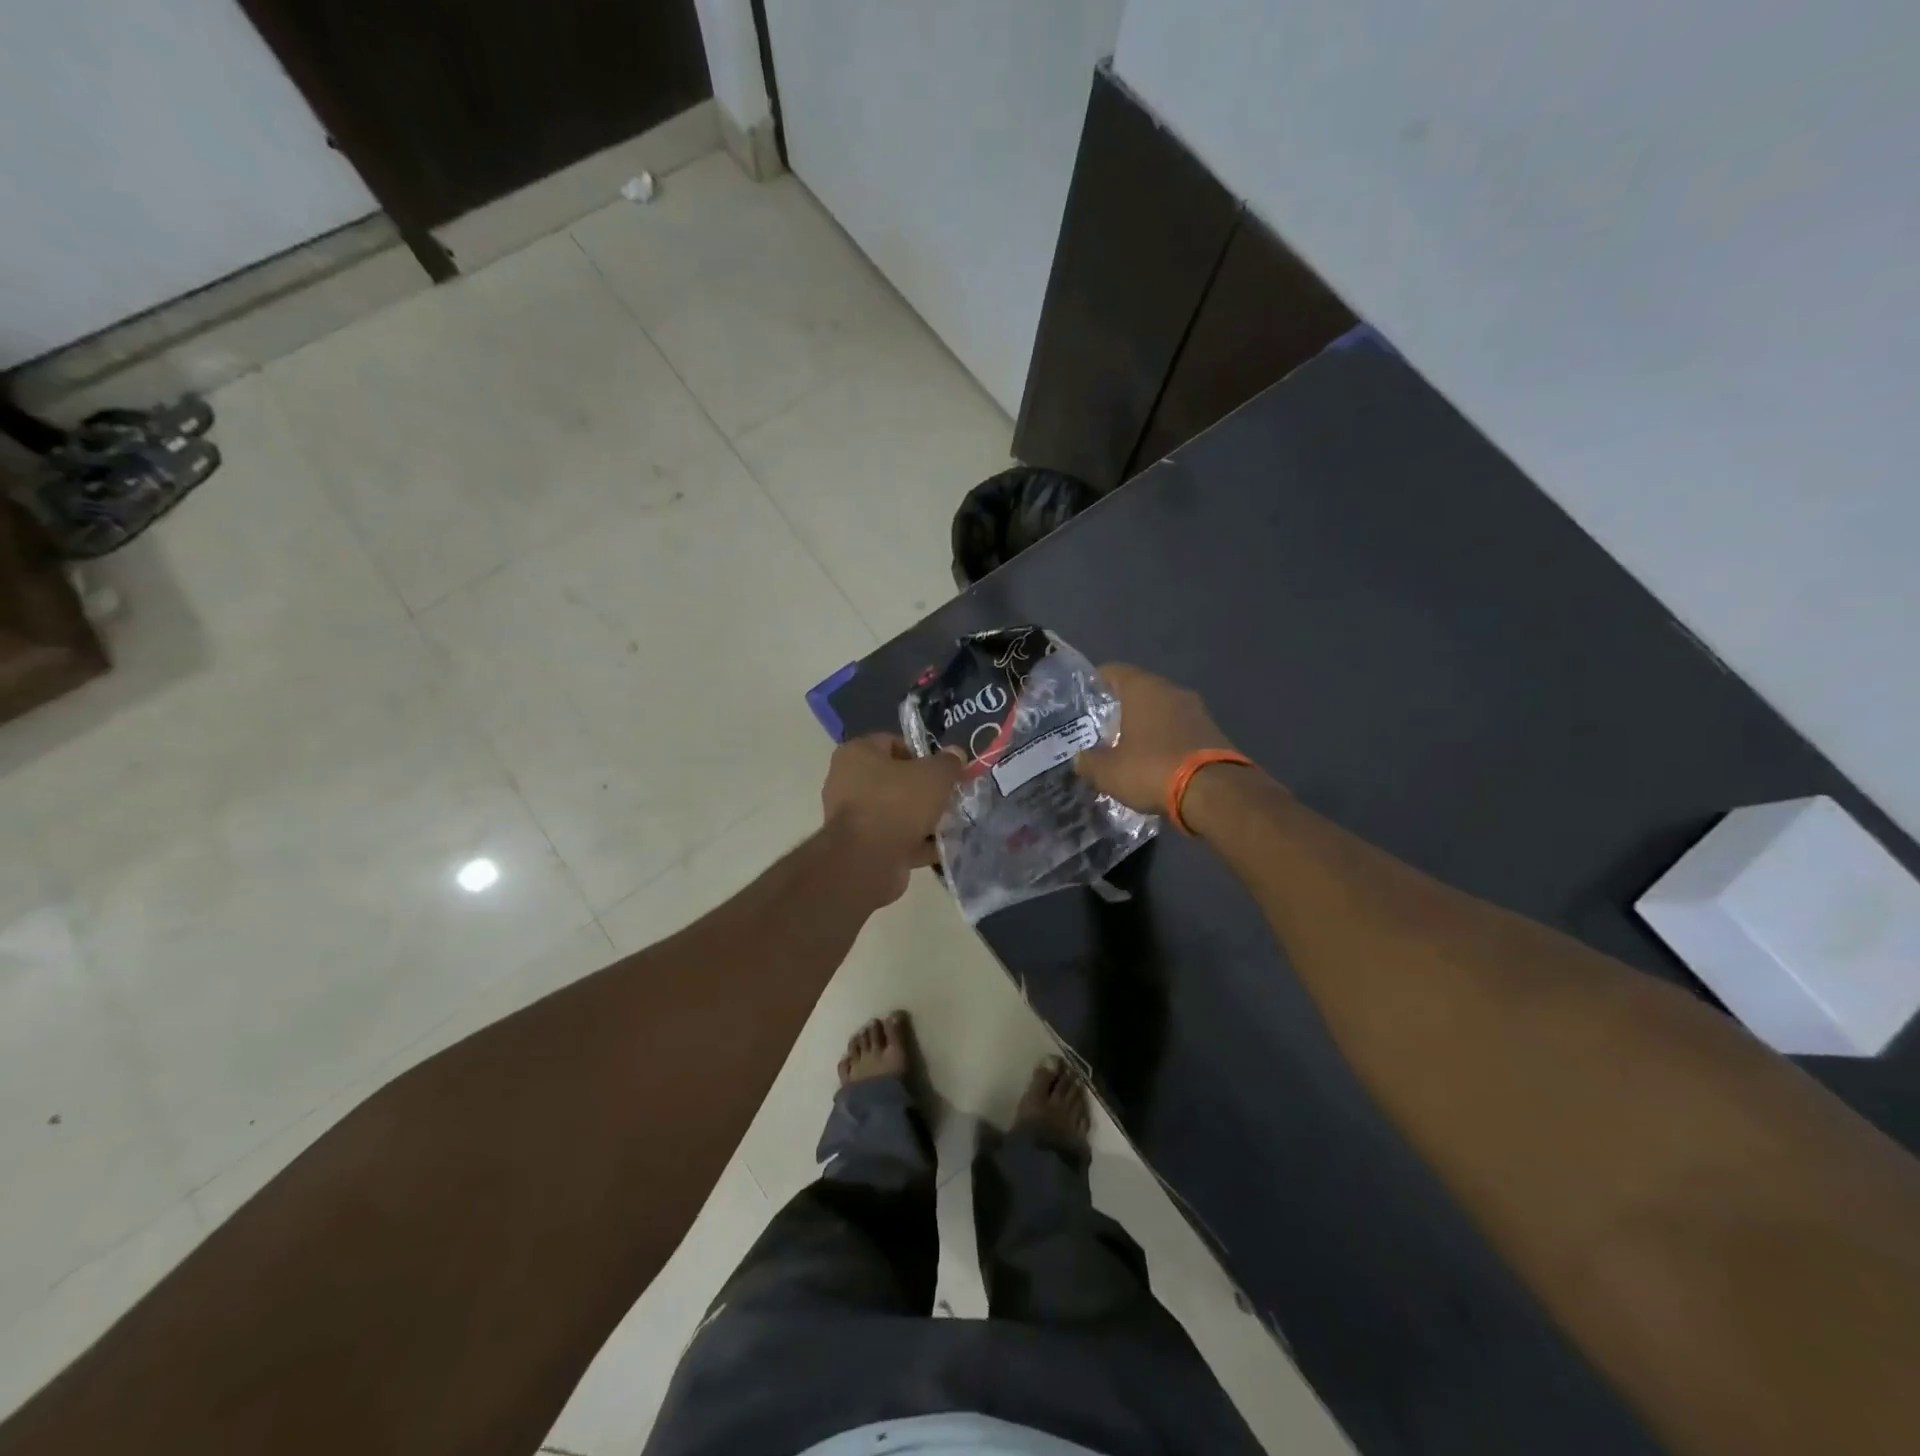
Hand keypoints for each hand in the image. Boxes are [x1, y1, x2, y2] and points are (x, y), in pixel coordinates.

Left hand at [821, 734, 962, 903]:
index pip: (893, 742)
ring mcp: (850, 816)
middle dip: (924, 790)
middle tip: (948, 798)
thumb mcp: (934, 776)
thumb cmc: (897, 804)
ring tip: (947, 825)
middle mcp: (847, 780)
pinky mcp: (858, 846)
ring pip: (895, 811)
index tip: (943, 771)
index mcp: (857, 753)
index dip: (923, 754)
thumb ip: (948, 763)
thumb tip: (956, 754)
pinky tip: (937, 848)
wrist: (867, 861)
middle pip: (895, 779)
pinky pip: (892, 838)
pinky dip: (913, 843)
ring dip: (920, 819)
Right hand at [1075, 664, 1240, 814]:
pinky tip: (1155, 760)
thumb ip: (1088, 762)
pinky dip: (1166, 739)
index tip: (1082, 700)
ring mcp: (1196, 709)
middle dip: (1120, 708)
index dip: (1095, 683)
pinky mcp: (1213, 731)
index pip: (1113, 671)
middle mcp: (1171, 690)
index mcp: (1143, 688)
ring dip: (1145, 724)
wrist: (1215, 792)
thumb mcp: (1108, 772)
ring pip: (1162, 710)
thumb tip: (1080, 759)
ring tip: (1127, 747)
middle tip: (1101, 728)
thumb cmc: (1152, 769)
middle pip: (1139, 690)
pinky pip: (1180, 728)